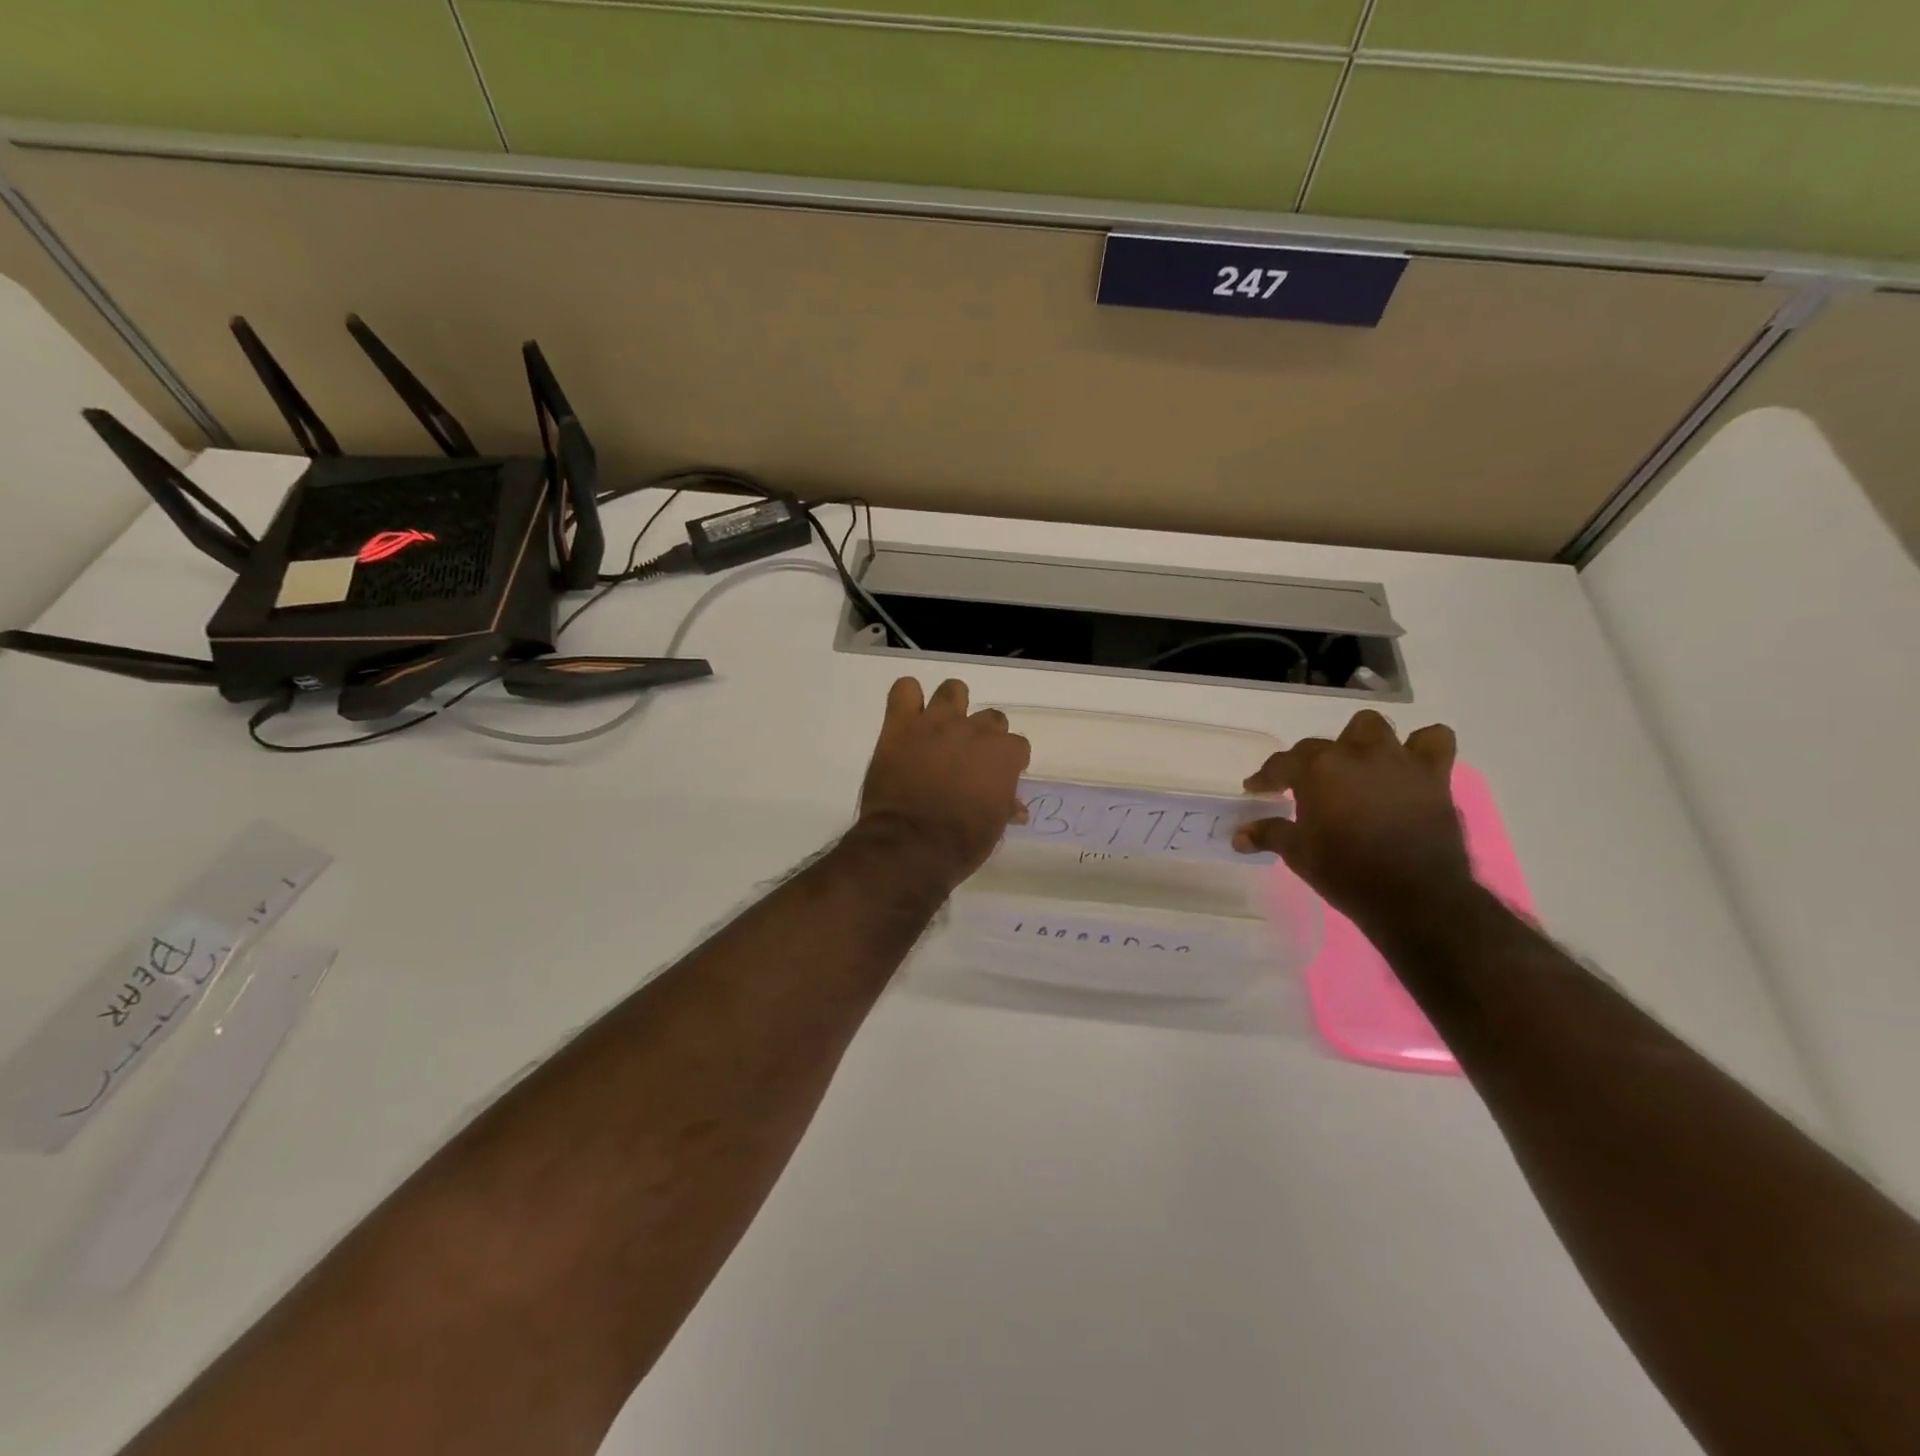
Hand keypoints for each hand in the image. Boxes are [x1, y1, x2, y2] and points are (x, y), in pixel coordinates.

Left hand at [858, 678, 1031, 886]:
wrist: (910, 845)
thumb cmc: (960, 843)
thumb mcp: (993, 829)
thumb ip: (1004, 807)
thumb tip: (1016, 807)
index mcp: (1003, 755)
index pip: (1017, 746)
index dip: (1008, 762)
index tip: (997, 777)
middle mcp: (974, 730)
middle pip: (990, 718)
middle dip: (983, 736)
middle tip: (967, 759)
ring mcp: (936, 723)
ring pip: (953, 690)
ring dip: (951, 706)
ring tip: (940, 729)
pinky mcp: (901, 724)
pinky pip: (905, 690)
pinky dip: (907, 699)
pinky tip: (908, 718)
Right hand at [1234, 709, 1474, 928]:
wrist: (1416, 897)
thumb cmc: (1346, 872)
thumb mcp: (1298, 854)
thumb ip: (1269, 834)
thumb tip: (1238, 835)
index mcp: (1317, 769)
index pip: (1281, 763)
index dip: (1266, 777)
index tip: (1257, 789)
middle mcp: (1355, 754)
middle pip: (1325, 743)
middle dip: (1315, 761)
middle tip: (1312, 786)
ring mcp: (1396, 760)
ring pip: (1373, 728)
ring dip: (1362, 743)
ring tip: (1358, 768)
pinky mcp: (1433, 775)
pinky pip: (1434, 741)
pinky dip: (1421, 747)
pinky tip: (1408, 766)